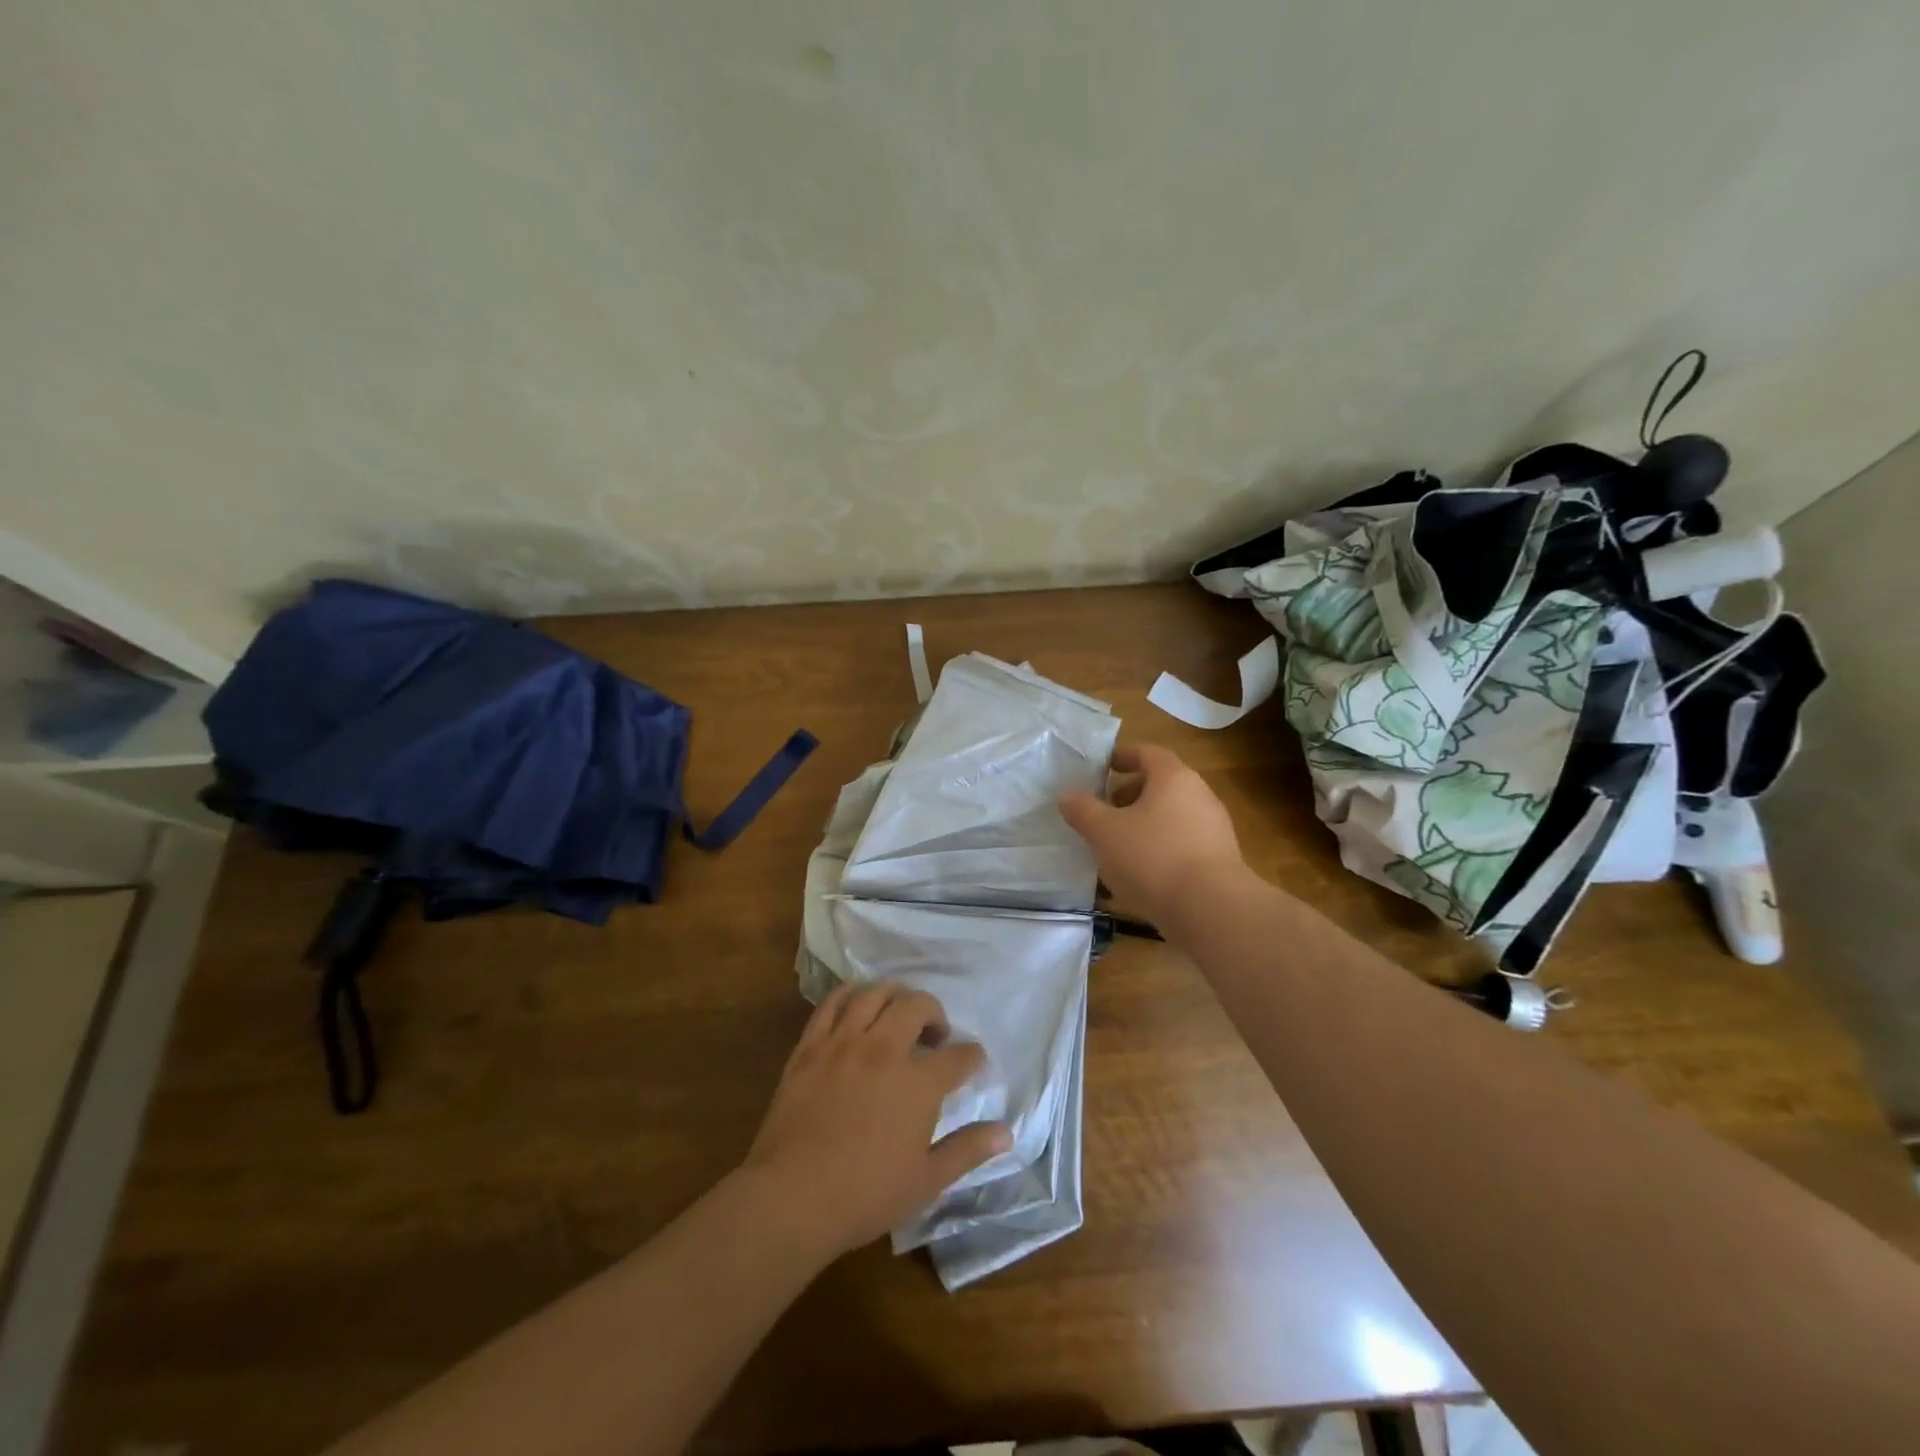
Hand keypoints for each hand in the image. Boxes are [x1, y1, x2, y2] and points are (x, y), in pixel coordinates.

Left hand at [740, 983, 1011, 1260]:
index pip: (958, 1055)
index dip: (973, 1057)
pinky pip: (833, 1003)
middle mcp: (884, 1050)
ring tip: (899, 1013)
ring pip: (876, 994)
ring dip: (896, 996)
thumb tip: (1007, 1132)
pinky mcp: (810, 1045)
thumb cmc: (865, 1195)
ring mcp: (843, 1043)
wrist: (791, 1198)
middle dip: (935, 1013)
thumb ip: (968, 1150)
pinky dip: (851, 994)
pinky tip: (859, 1002)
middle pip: (917, 1006)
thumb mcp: (926, 1181)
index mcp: (918, 1084)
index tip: (974, 1063)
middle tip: (936, 1034)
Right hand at [1059, 743, 1246, 927]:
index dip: (1124, 757)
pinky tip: (1142, 874)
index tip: (1103, 768)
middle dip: (1130, 796)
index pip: (1148, 753)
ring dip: (1144, 825)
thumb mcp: (1105, 832)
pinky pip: (1183, 844)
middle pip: (1161, 785)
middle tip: (1104, 812)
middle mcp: (1200, 795)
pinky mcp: (1220, 861)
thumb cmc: (1153, 857)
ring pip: (1172, 816)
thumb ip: (1083, 811)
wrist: (1212, 910)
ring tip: (1118, 847)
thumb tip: (1067, 796)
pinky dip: (1160, 849)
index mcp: (1174, 777)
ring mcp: (1214, 829)